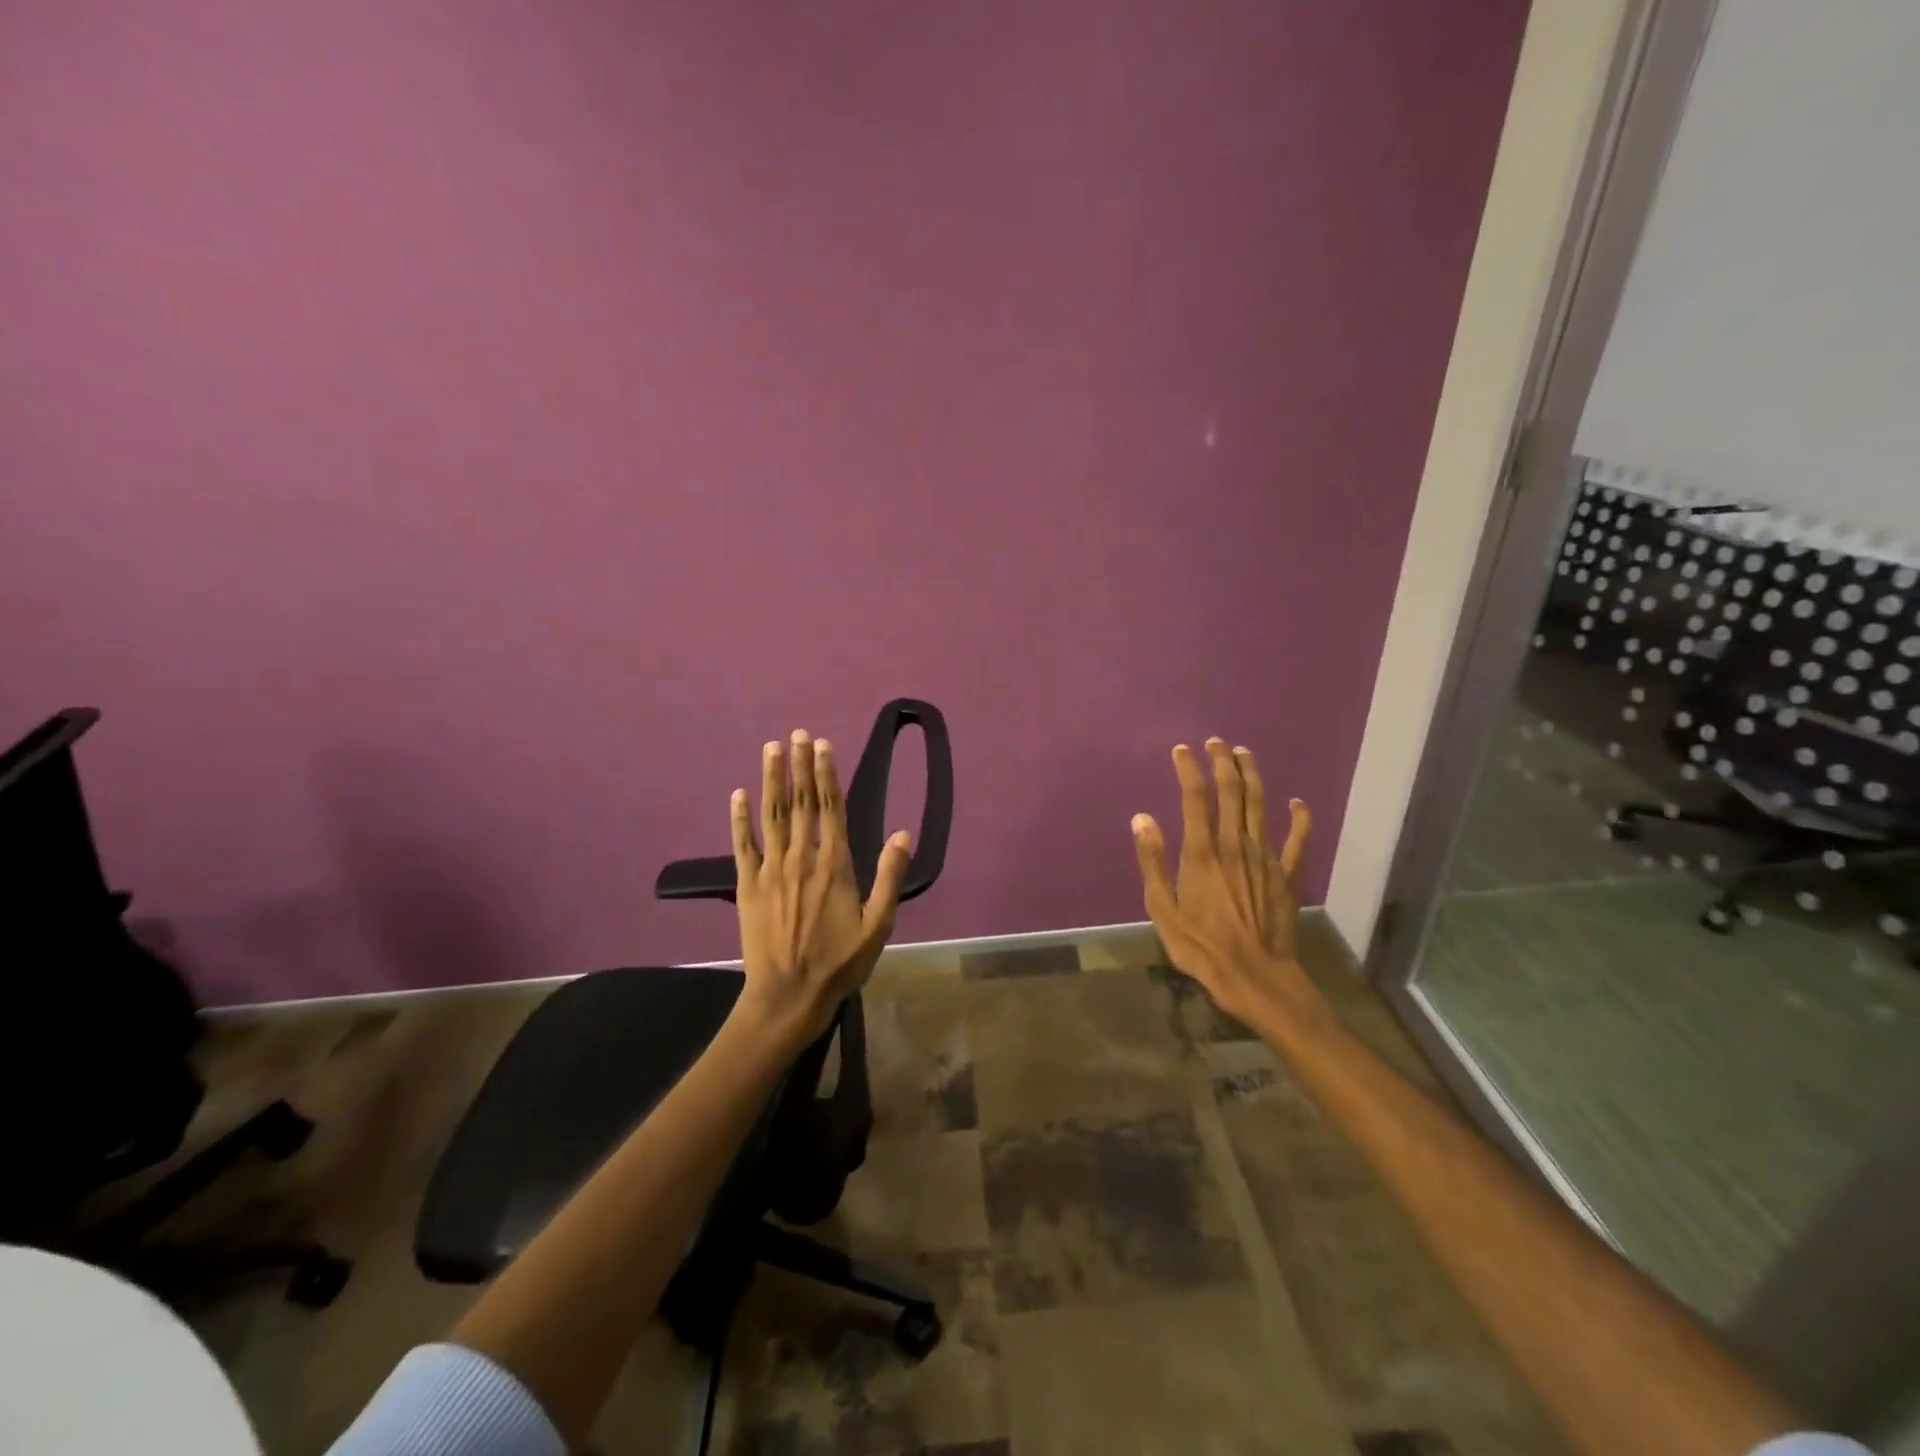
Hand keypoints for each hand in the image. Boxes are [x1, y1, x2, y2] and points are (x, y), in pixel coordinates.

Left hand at [730, 729, 911, 1050]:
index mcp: (834, 864)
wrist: (788, 995)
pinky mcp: (747, 885)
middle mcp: (801, 857)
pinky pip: (742, 844)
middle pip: (801, 802)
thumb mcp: (878, 925)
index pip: (830, 808)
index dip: (826, 774)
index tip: (822, 745)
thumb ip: (889, 877)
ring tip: (771, 749)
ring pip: (771, 814)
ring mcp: (770, 869)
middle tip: (797, 733)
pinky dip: (739, 818)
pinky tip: (738, 795)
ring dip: (771, 779)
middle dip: (799, 765)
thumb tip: (903, 834)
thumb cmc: (839, 962)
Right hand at [1130, 739, 1325, 1031]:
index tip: (1182, 750)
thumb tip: (1142, 819)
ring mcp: (1265, 858)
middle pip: (1231, 793)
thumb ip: (1153, 861)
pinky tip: (1298, 803)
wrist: (1255, 977)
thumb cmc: (1201, 946)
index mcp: (1202, 852)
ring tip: (1245, 754)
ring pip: (1260, 806)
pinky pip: (1297, 841)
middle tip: (1216, 742)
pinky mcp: (1286, 876)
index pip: (1195, 798)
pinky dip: (1299, 819)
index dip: (1189, 770)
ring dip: (1253, 777)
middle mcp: (1235, 845)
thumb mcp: (1162, 909)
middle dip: (1223, 763)